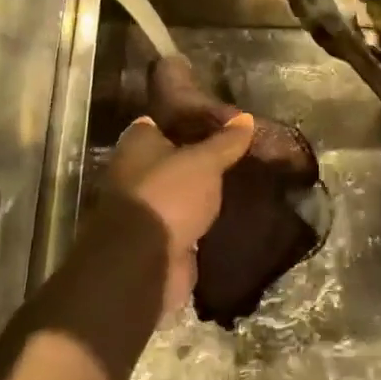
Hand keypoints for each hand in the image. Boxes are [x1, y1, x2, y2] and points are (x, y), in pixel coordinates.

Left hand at [101, 112, 254, 319]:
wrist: (144, 262)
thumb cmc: (168, 195)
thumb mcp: (204, 161)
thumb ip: (225, 141)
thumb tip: (246, 118)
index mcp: (137, 142)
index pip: (165, 120)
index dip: (193, 117)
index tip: (224, 119)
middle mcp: (134, 170)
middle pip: (174, 155)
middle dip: (202, 154)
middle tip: (239, 149)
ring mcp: (146, 205)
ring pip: (181, 188)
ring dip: (203, 188)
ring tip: (241, 177)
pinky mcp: (158, 235)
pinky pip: (186, 217)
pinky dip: (203, 215)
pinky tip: (231, 208)